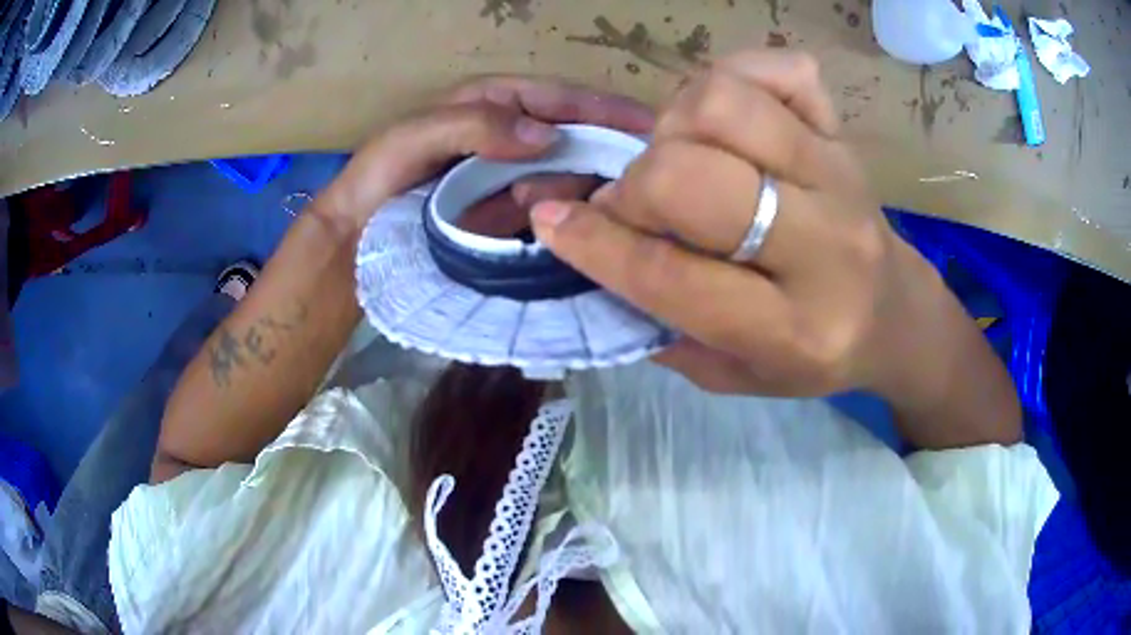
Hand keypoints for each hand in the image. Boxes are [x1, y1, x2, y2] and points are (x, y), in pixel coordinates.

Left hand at [316, 77, 652, 233]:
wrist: (357, 233)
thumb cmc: (380, 174)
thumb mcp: (416, 137)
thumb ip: (475, 125)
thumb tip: (547, 135)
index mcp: (494, 103)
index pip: (561, 98)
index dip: (606, 108)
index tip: (651, 125)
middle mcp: (512, 135)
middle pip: (575, 137)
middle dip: (587, 155)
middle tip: (587, 180)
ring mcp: (514, 175)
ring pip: (567, 175)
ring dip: (563, 189)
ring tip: (522, 204)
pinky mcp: (510, 212)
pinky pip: (550, 208)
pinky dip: (556, 215)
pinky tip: (546, 224)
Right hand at [530, 51, 1020, 445]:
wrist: (895, 313)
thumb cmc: (815, 355)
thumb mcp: (738, 376)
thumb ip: (665, 329)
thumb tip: (595, 252)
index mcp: (793, 329)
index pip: (672, 276)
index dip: (595, 245)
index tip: (550, 222)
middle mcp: (823, 245)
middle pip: (694, 177)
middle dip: (637, 187)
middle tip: (637, 203)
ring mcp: (838, 173)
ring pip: (726, 105)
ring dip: (675, 124)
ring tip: (680, 154)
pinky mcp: (843, 133)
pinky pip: (782, 69)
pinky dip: (734, 76)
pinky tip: (724, 118)